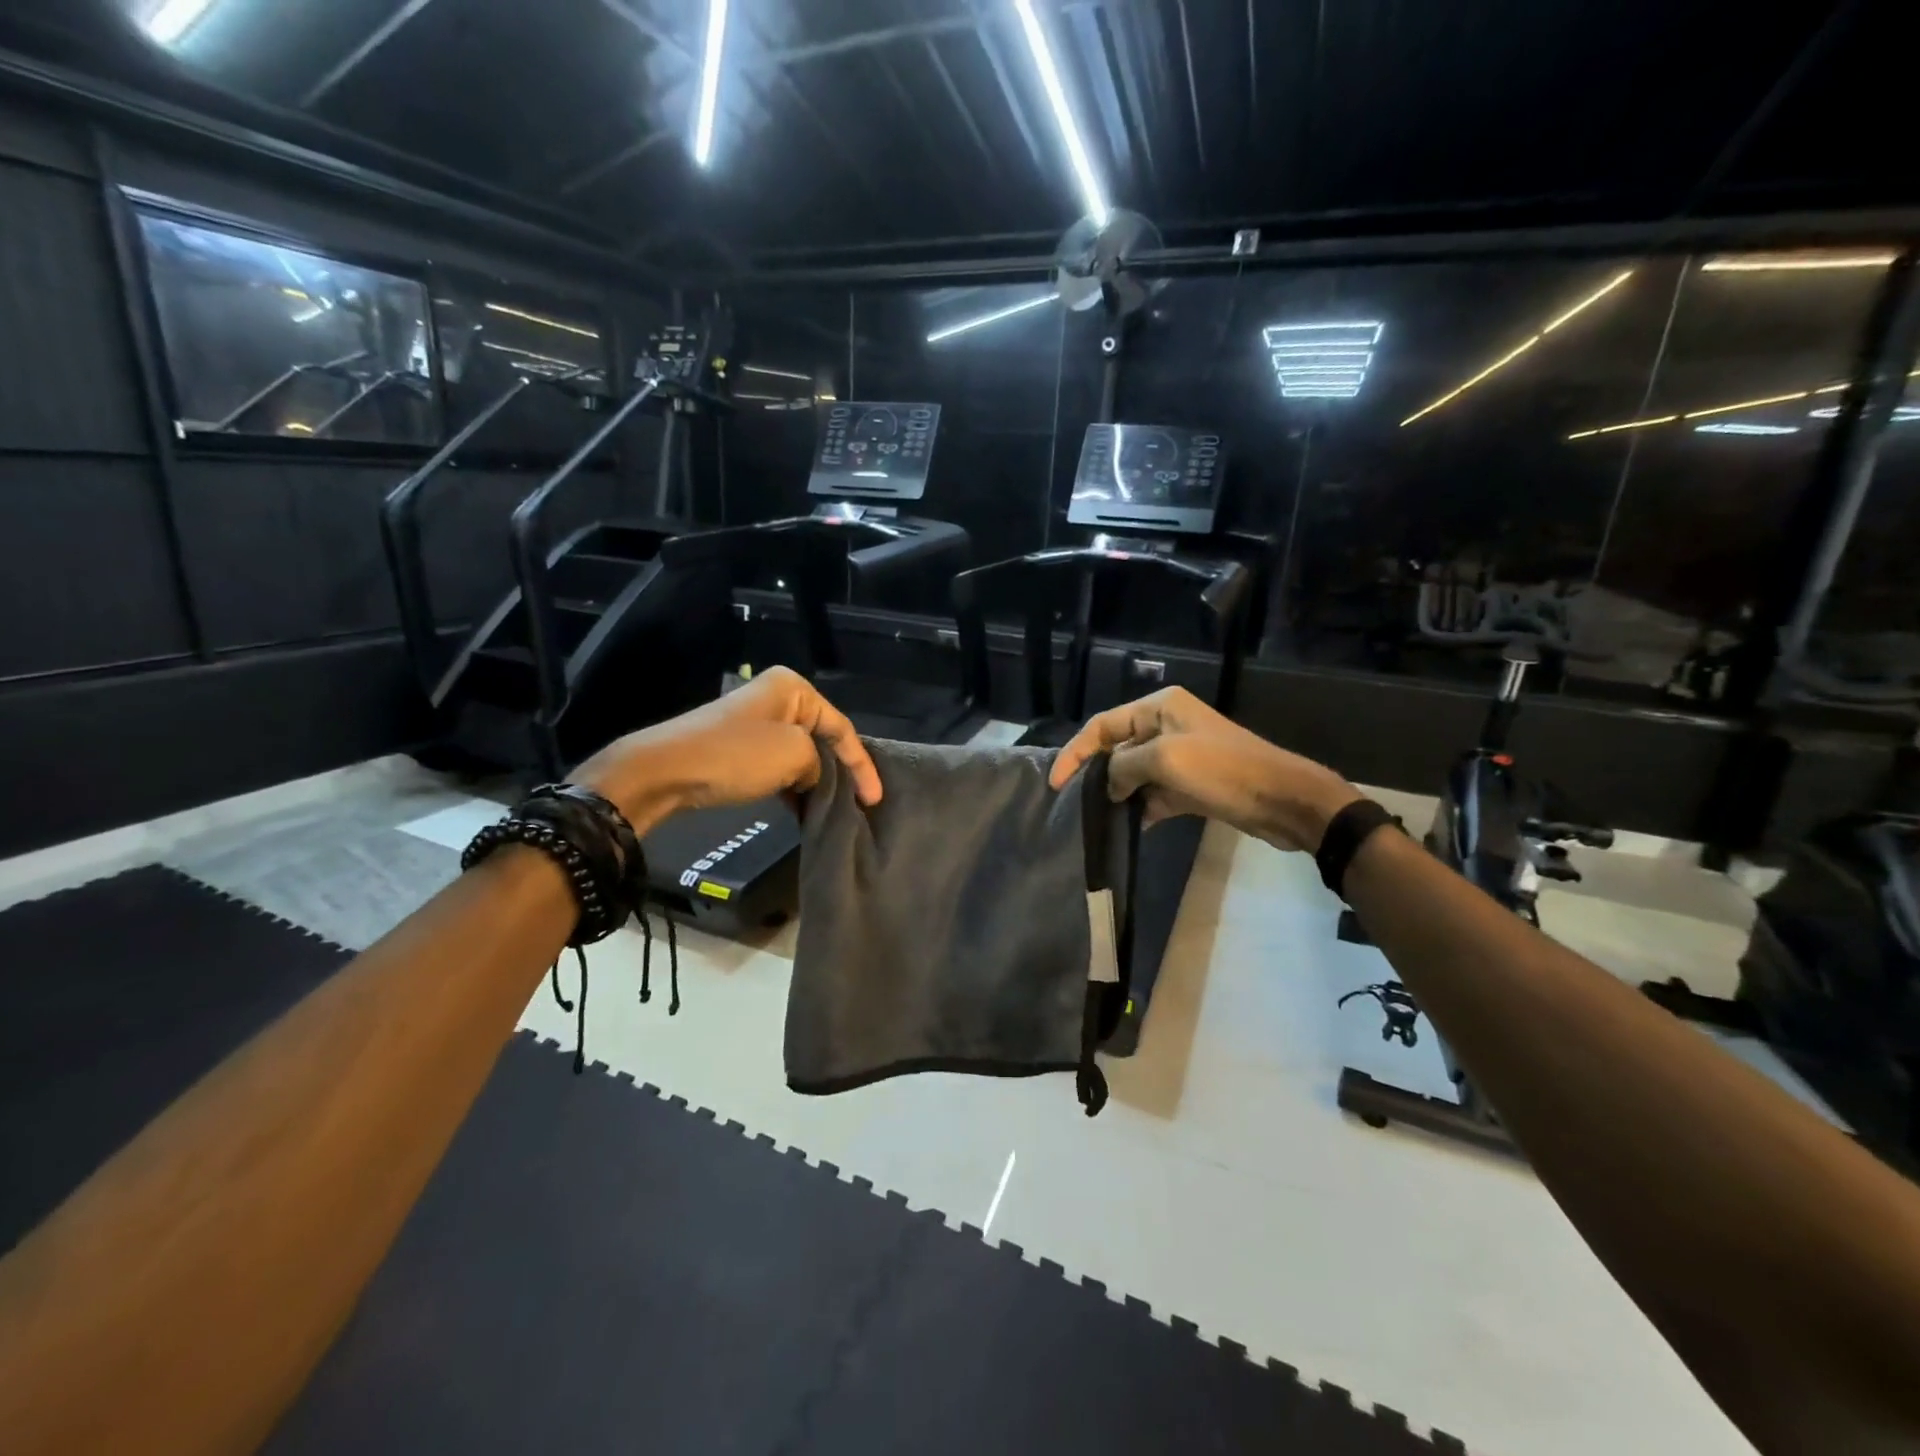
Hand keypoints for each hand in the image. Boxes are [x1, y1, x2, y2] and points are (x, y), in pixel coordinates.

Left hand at [572, 667, 880, 829]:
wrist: (664, 772)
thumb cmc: (735, 755)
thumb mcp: (794, 755)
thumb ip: (820, 764)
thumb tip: (813, 777)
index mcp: (793, 688)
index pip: (842, 727)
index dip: (862, 765)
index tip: (874, 800)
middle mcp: (777, 698)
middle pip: (823, 739)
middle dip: (840, 772)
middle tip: (858, 805)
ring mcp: (755, 723)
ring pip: (801, 755)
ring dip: (816, 783)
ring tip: (832, 810)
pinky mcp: (738, 748)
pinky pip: (778, 767)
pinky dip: (792, 787)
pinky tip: (800, 809)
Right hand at [1048, 686, 1359, 850]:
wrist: (1283, 800)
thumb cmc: (1223, 770)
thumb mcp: (1166, 760)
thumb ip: (1124, 766)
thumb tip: (1109, 784)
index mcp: (1159, 707)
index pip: (1103, 725)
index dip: (1076, 752)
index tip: (1057, 784)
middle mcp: (1166, 725)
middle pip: (1116, 748)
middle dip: (1096, 774)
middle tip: (1073, 802)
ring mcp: (1180, 756)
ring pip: (1134, 774)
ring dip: (1118, 794)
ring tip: (1094, 818)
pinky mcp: (1191, 784)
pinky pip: (1154, 794)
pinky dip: (1141, 809)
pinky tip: (1128, 827)